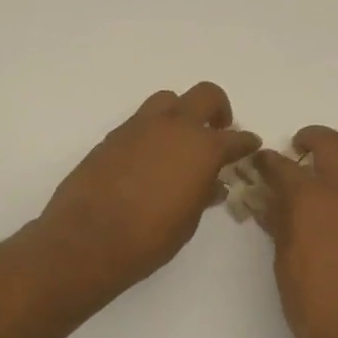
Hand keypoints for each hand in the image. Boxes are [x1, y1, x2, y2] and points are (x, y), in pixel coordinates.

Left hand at [38, 83, 258, 297]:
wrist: (86, 241)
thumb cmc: (148, 239)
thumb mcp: (188, 221)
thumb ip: (203, 194)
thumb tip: (212, 184)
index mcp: (202, 149)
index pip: (235, 138)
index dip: (246, 142)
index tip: (250, 145)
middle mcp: (174, 127)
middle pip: (204, 96)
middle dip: (217, 109)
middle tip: (218, 130)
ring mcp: (140, 127)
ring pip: (168, 100)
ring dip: (181, 113)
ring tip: (181, 140)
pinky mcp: (113, 136)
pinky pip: (141, 121)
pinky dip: (154, 131)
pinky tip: (151, 157)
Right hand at [254, 126, 337, 337]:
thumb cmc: (315, 305)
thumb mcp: (285, 264)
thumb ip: (279, 226)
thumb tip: (269, 205)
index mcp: (311, 199)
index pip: (283, 166)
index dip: (267, 161)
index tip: (259, 162)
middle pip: (331, 144)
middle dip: (310, 139)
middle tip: (297, 150)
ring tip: (328, 173)